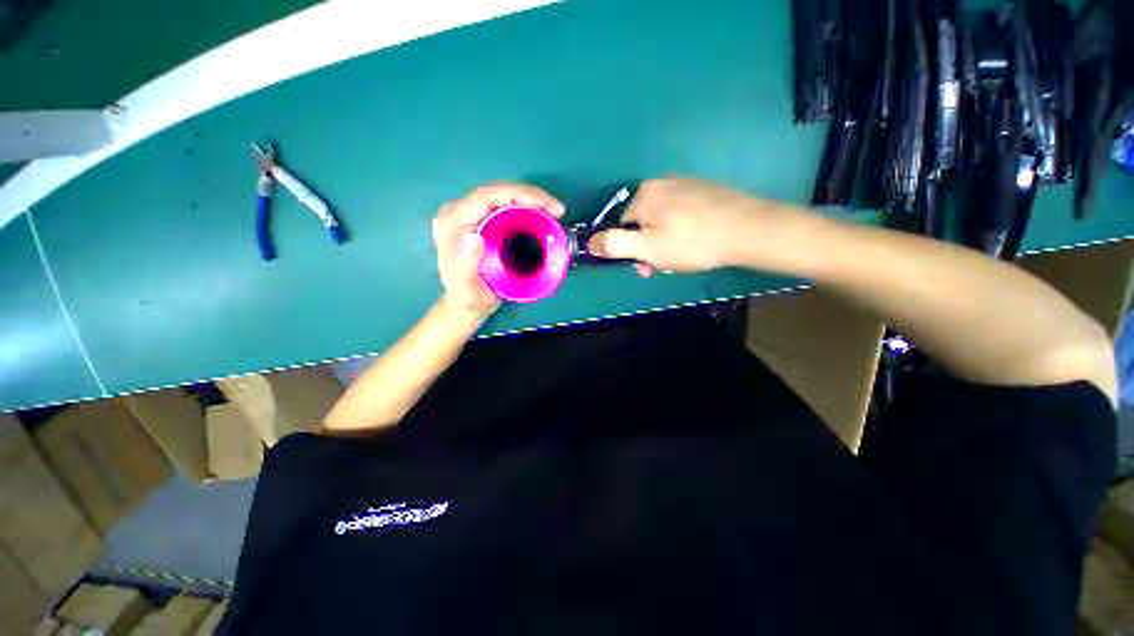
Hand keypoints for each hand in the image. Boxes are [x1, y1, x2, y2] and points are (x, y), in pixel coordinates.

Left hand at [433, 183, 564, 312]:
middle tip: (556, 208)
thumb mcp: (465, 287)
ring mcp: (471, 216)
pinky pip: (506, 207)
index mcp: (453, 222)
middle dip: (530, 195)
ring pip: (503, 197)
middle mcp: (460, 213)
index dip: (519, 195)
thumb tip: (475, 237)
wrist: (468, 303)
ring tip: (554, 210)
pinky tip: (542, 214)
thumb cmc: (467, 296)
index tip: (546, 204)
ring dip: (531, 200)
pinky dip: (527, 208)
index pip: (487, 196)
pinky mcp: (482, 221)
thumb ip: (466, 264)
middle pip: (497, 192)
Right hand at [587, 178, 805, 276]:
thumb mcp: (646, 249)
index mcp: (643, 194)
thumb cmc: (692, 242)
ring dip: (665, 241)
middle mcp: (661, 183)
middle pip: (642, 222)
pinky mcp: (703, 189)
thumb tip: (589, 242)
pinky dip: (681, 229)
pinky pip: (680, 213)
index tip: (646, 267)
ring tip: (684, 256)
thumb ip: (614, 244)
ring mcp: (684, 183)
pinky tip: (696, 241)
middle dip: (649, 247)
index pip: (622, 225)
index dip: (631, 250)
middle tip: (666, 265)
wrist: (748, 230)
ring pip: (661, 219)